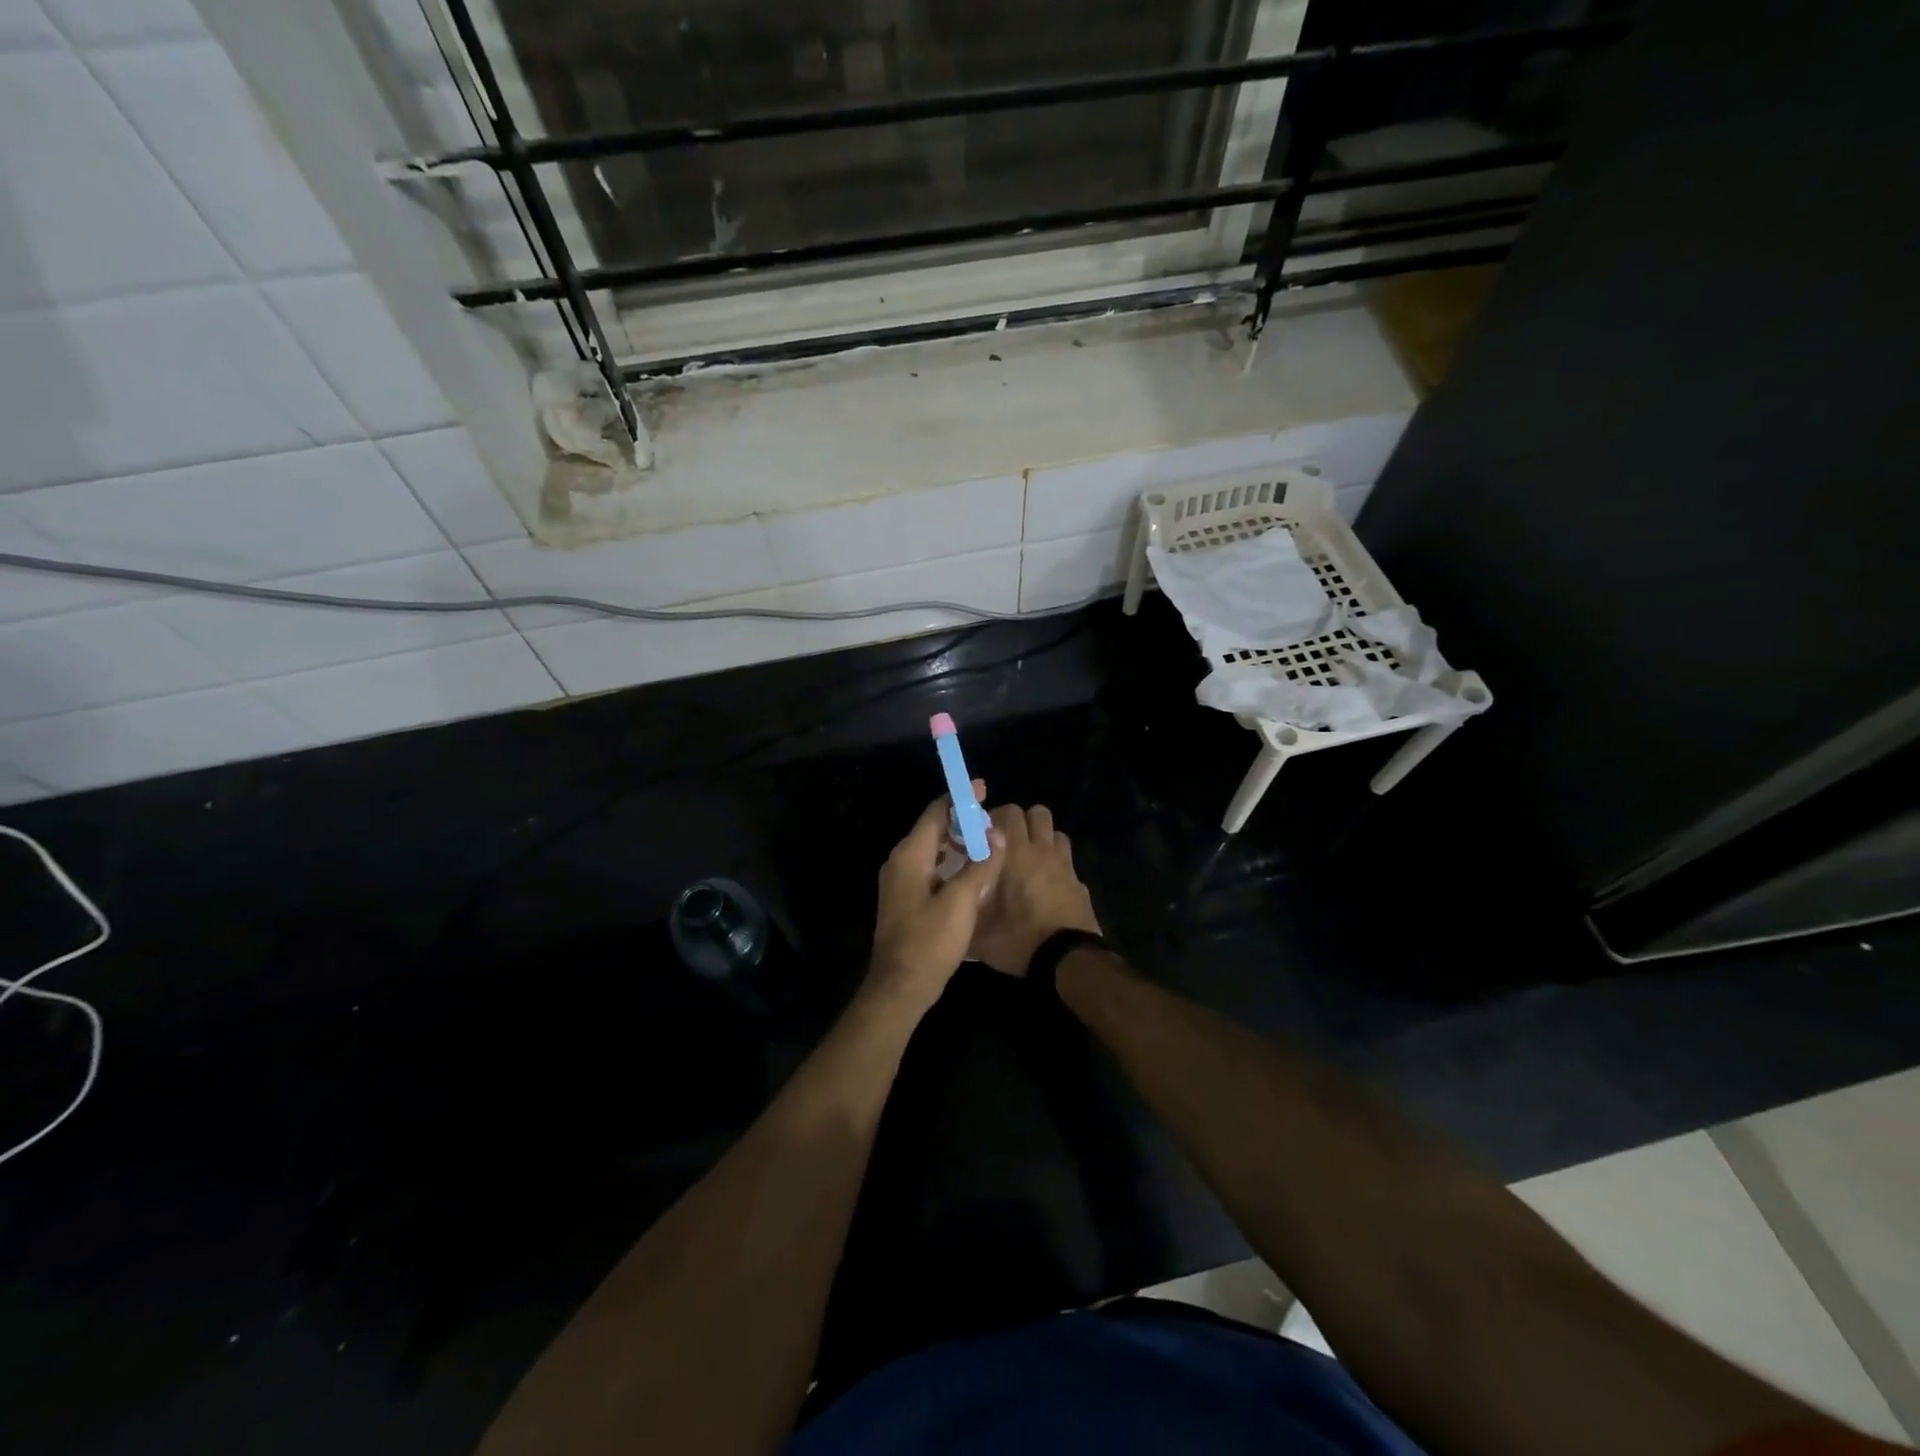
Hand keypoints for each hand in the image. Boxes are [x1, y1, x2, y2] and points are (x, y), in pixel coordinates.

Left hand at [866, 781, 1003, 1014]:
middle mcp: (900, 863)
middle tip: (992, 818)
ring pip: (932, 850)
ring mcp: (900, 883)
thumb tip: (998, 834)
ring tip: (987, 842)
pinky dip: (951, 862)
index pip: (935, 813)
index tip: (982, 788)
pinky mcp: (906, 900)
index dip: (959, 799)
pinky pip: (931, 868)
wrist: (900, 988)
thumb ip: (981, 865)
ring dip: (958, 843)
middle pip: (932, 829)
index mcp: (909, 856)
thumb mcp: (961, 901)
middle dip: (961, 821)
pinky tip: (972, 871)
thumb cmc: (930, 941)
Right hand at [968, 804, 1101, 976]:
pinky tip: (1048, 884)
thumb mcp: (979, 934)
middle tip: (1007, 844)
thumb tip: (951, 907)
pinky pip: (1067, 860)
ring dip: (1043, 839)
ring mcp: (1065, 865)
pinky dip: (1058, 864)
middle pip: (1037, 813)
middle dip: (1022, 822)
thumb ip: (964, 913)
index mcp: (1016, 854)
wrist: (1067, 959)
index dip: (996, 818)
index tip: (985, 836)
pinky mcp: (1080, 882)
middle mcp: (1042, 851)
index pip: (1009, 813)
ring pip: (1056, 833)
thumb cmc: (1019, 940)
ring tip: (1029, 859)